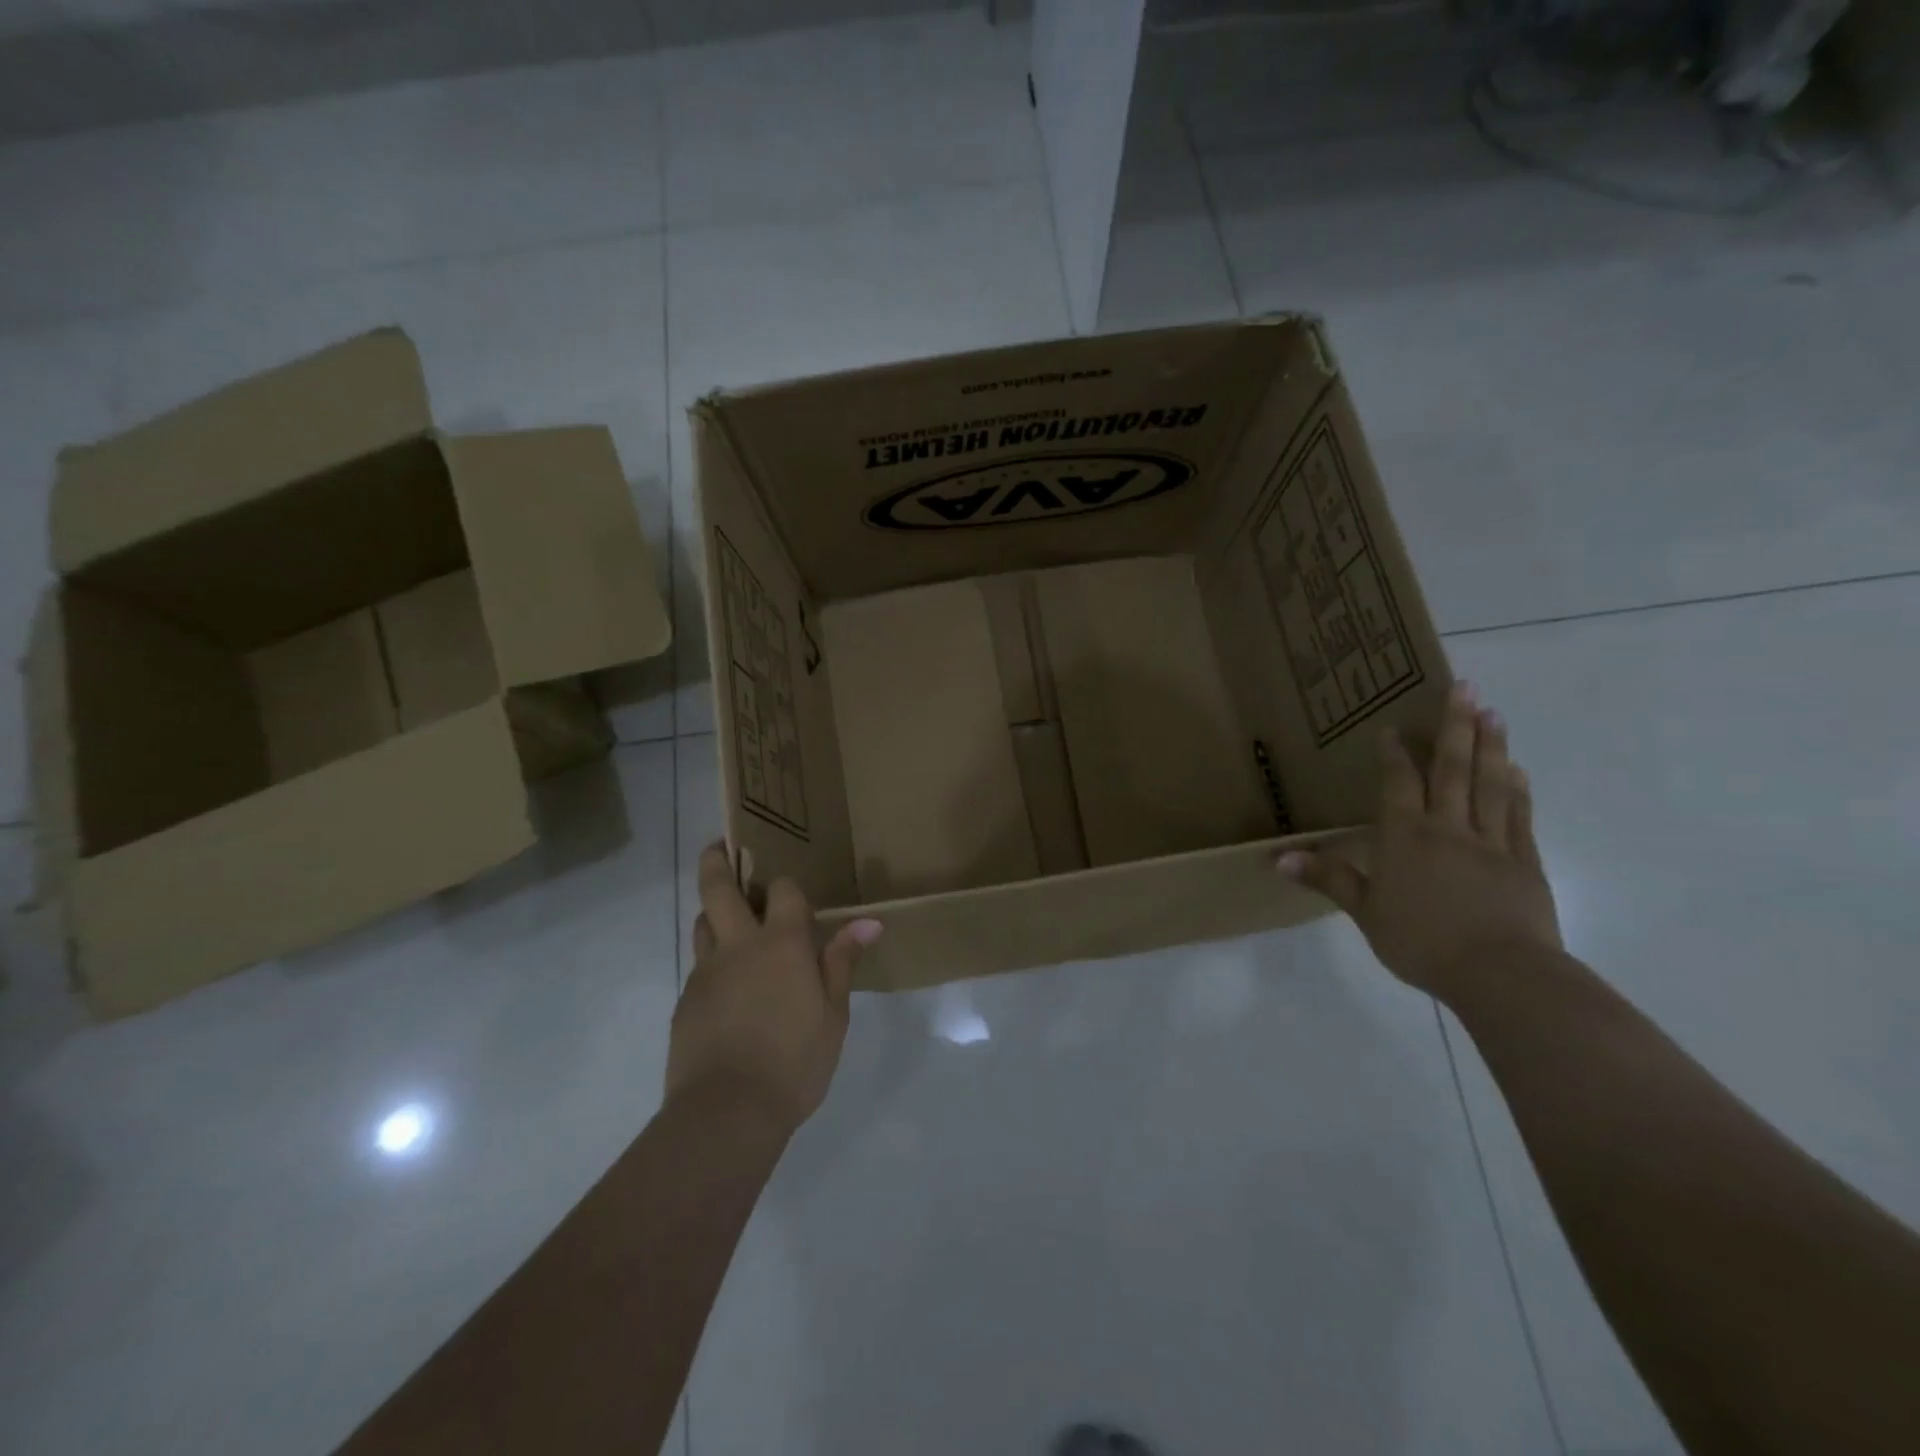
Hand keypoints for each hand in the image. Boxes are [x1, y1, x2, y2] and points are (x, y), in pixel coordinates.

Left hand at [666, 844, 883, 1136]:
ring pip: (702, 923)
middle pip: (718, 888)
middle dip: (717, 861)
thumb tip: (869, 921)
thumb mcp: (833, 1014)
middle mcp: (739, 945)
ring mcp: (706, 972)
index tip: (793, 891)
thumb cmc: (795, 1061)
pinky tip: (727, 985)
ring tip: (727, 916)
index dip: (788, 885)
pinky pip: (699, 965)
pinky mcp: (686, 1000)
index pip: (783, 891)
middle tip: (719, 846)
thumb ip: (842, 962)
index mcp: (782, 943)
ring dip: (713, 910)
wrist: (727, 1112)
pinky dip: (712, 959)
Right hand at [1278, 682, 1561, 998]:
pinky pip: (1520, 816)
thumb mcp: (1365, 912)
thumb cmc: (1421, 940)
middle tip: (1465, 688)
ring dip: (1491, 746)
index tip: (1393, 726)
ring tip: (1493, 713)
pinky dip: (1519, 789)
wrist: (1500, 973)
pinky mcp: (1525, 862)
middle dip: (1456, 727)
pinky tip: (1519, 770)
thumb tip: (1278, 858)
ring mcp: (1492, 842)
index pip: (1399, 783)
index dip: (1395, 753)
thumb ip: (1328, 878)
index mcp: (1406, 836)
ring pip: (1490, 784)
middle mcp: (1448, 827)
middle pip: (1452, 769)